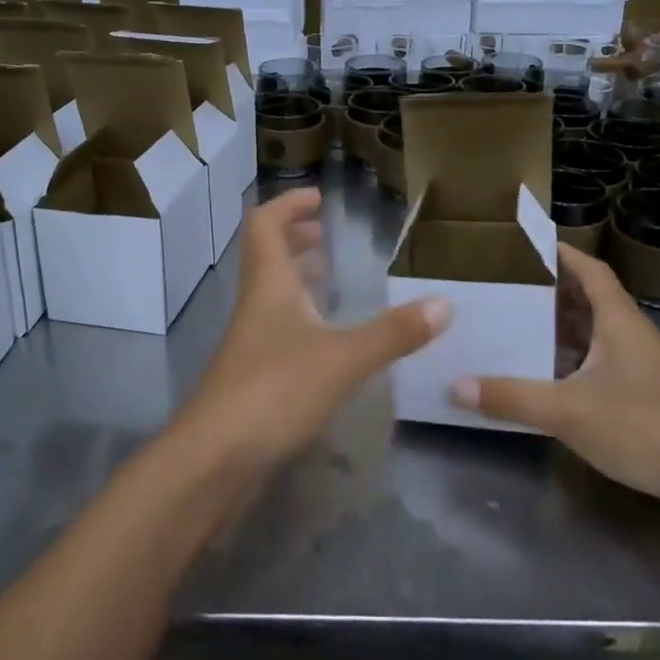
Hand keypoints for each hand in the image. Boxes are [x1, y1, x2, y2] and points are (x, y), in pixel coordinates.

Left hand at [177, 188, 450, 478]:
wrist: (215, 460)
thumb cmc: (274, 391)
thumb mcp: (343, 358)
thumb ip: (393, 333)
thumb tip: (444, 304)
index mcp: (269, 285)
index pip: (265, 225)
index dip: (288, 205)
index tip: (319, 198)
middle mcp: (255, 306)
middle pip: (266, 257)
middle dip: (295, 239)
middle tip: (326, 235)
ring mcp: (250, 343)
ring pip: (272, 296)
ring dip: (298, 279)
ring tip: (331, 279)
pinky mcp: (252, 377)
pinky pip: (277, 330)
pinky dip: (301, 320)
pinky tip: (327, 341)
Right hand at [449, 243, 659, 518]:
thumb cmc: (646, 426)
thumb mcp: (569, 410)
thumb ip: (512, 397)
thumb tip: (455, 385)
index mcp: (618, 320)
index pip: (590, 270)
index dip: (560, 253)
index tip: (523, 245)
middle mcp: (629, 335)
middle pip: (587, 299)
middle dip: (548, 290)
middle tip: (503, 285)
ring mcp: (638, 367)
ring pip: (591, 334)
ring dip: (557, 327)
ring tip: (512, 324)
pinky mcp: (641, 396)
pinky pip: (596, 364)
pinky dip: (568, 361)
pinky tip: (542, 375)